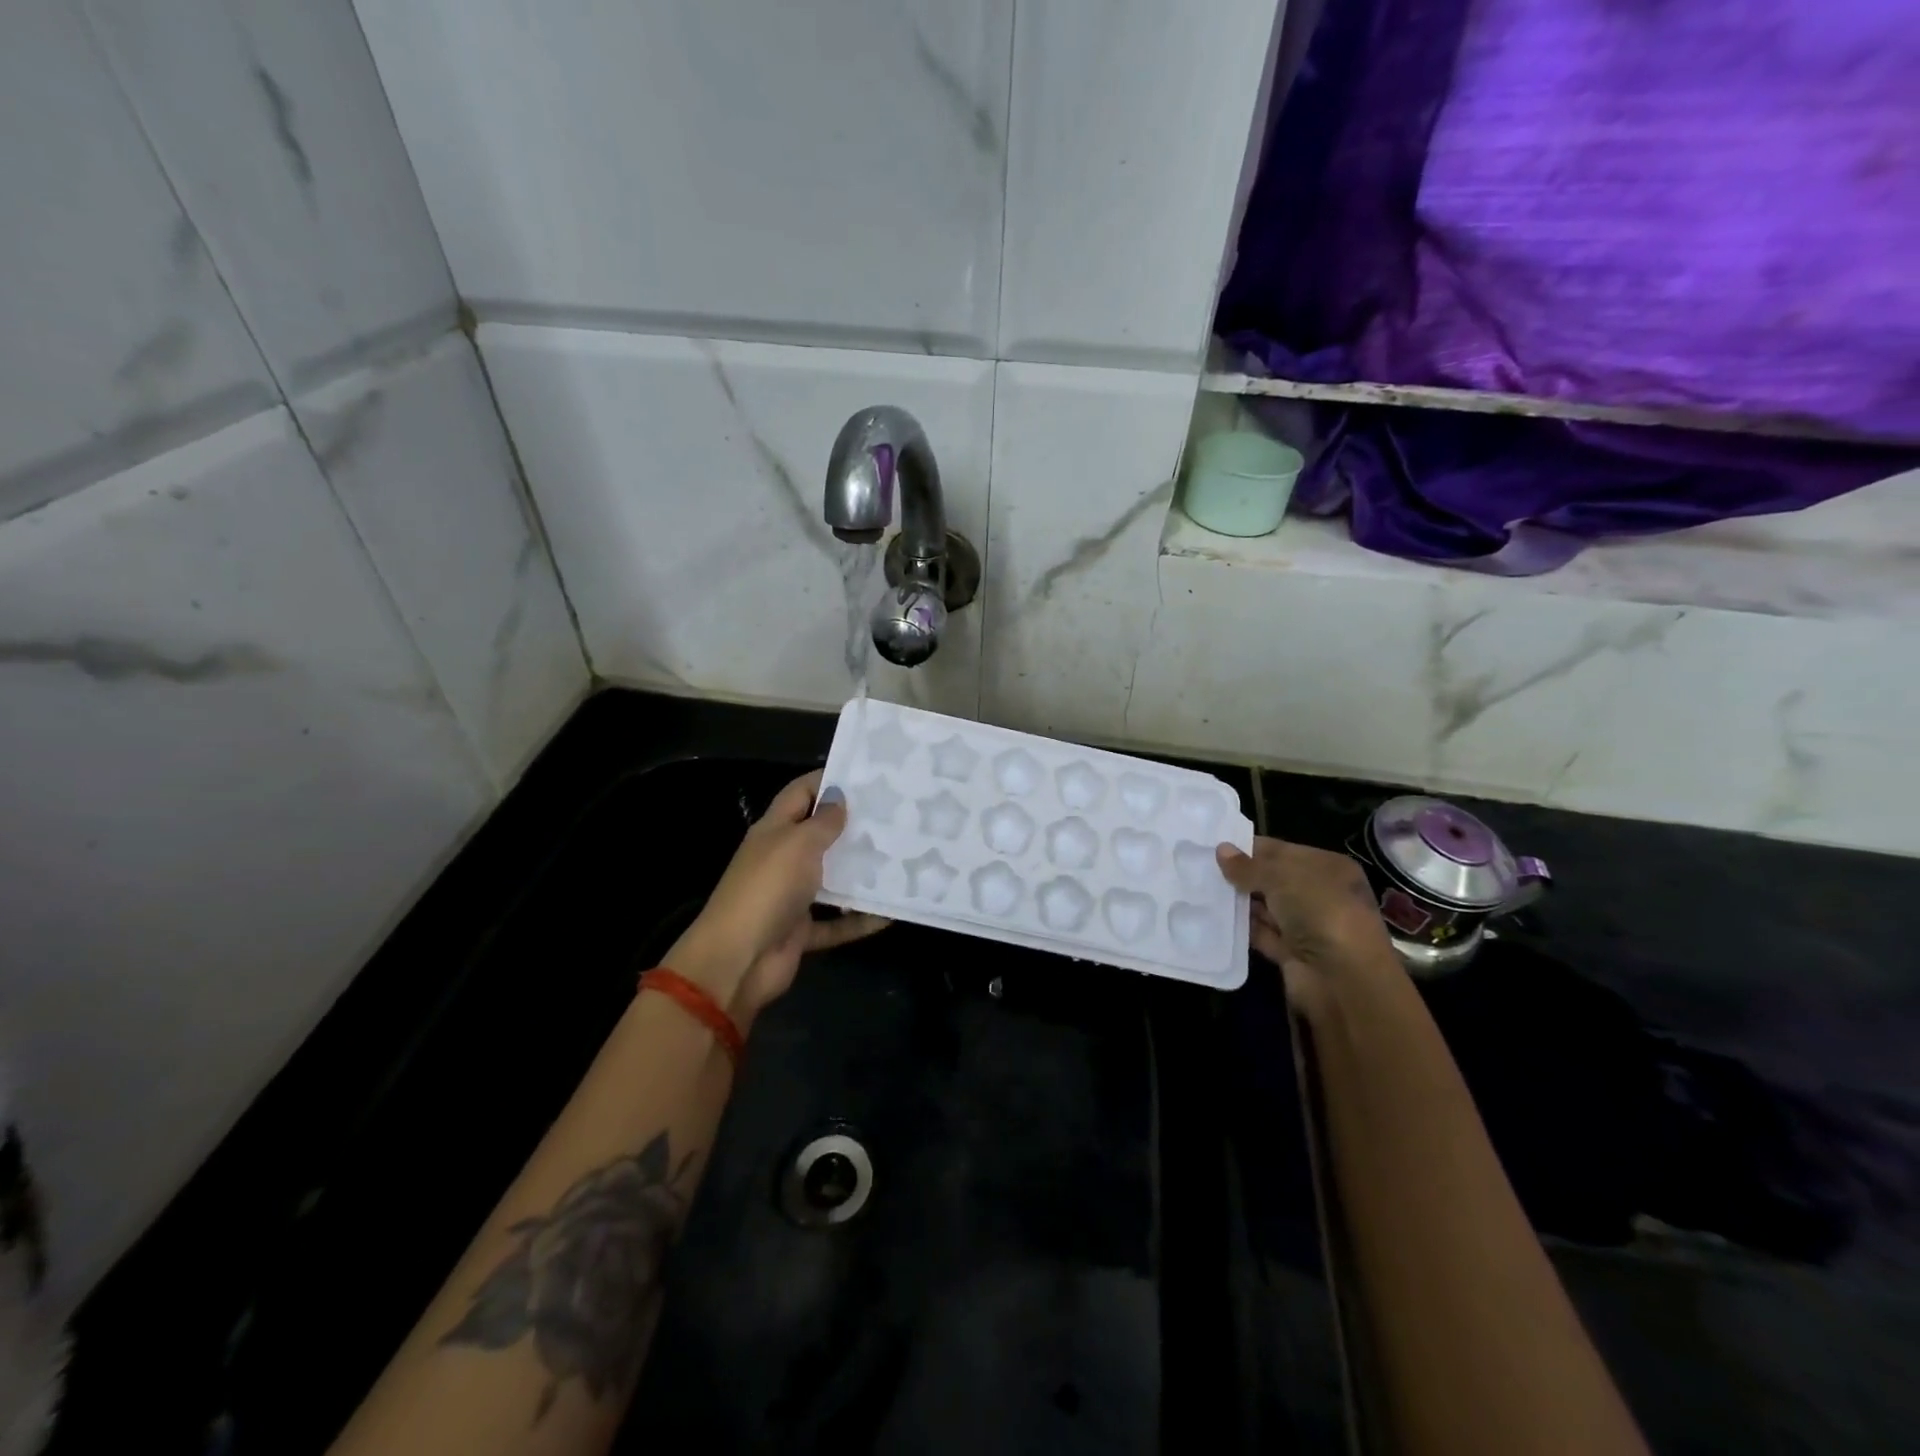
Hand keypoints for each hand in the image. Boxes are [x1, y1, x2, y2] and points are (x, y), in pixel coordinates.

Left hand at [669, 770, 887, 1023]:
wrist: (738, 960)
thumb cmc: (768, 888)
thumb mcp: (798, 844)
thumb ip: (823, 821)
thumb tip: (839, 797)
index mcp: (774, 830)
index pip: (801, 793)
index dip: (828, 780)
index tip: (867, 775)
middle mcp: (782, 859)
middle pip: (820, 835)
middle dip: (854, 826)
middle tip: (896, 816)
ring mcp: (791, 896)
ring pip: (832, 879)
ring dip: (861, 873)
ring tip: (902, 859)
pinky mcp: (801, 930)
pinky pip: (837, 922)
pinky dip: (860, 920)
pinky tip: (892, 914)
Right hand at [1215, 837, 1401, 1019]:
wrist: (1343, 979)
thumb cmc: (1319, 912)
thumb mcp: (1282, 878)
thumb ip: (1249, 866)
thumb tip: (1221, 850)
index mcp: (1328, 868)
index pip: (1282, 851)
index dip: (1251, 848)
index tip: (1215, 845)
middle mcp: (1320, 894)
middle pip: (1273, 879)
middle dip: (1241, 875)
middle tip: (1200, 866)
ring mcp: (1306, 926)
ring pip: (1266, 908)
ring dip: (1239, 901)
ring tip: (1200, 889)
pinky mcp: (1292, 953)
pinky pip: (1261, 934)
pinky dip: (1242, 928)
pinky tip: (1213, 917)